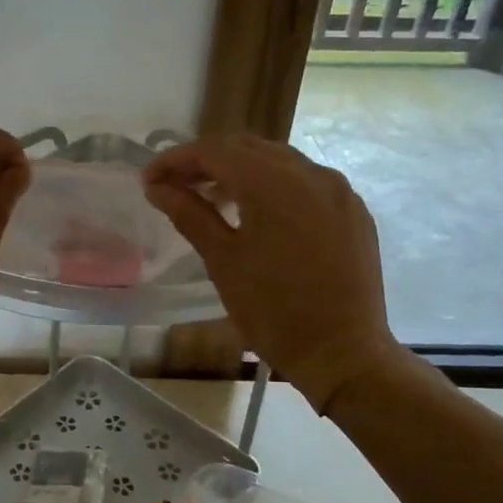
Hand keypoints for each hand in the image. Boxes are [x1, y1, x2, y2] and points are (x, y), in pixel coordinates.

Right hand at [143, 136, 404, 411]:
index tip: (149, 180)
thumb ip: (189, 214)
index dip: (176, 160)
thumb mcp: (223, 260)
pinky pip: (306, 183)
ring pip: (279, 162)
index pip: (215, 151)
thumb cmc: (273, 311)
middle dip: (207, 161)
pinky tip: (259, 213)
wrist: (343, 354)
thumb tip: (156, 188)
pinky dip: (274, 186)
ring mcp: (338, 190)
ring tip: (212, 198)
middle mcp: (311, 173)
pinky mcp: (353, 211)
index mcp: (274, 182)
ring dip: (241, 171)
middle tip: (175, 185)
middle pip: (248, 148)